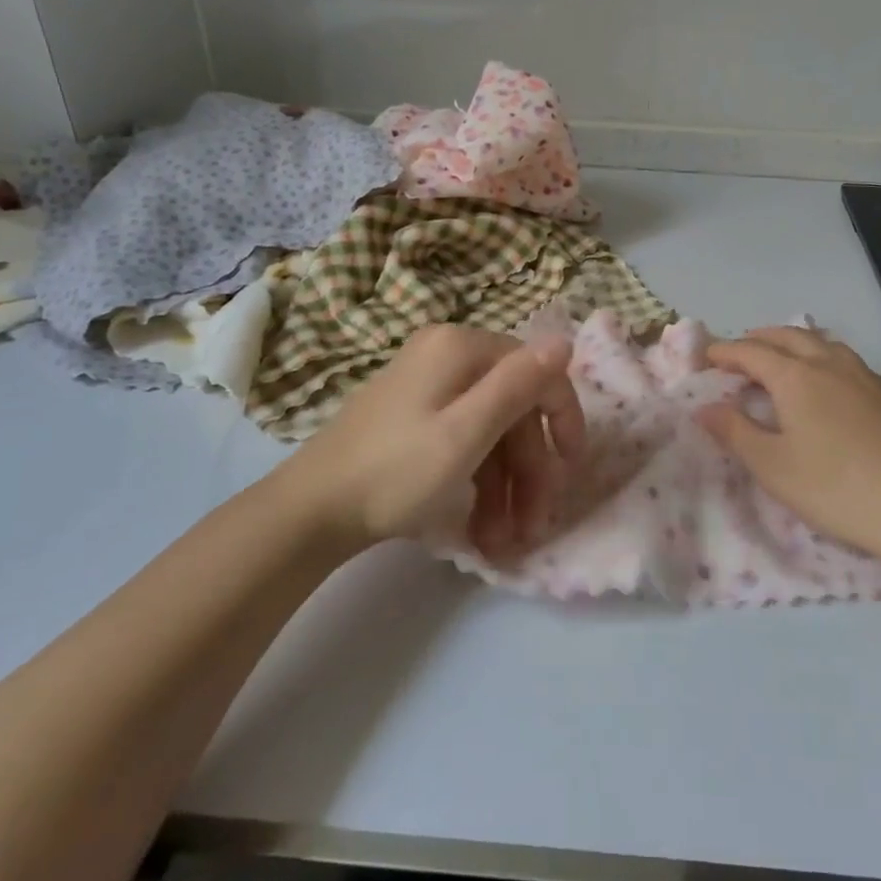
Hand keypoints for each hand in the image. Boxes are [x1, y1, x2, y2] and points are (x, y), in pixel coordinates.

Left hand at [277, 324, 584, 558]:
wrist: (308, 513)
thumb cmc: (394, 472)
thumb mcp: (466, 432)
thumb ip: (519, 384)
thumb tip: (565, 339)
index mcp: (461, 348)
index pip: (535, 372)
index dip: (562, 418)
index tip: (572, 469)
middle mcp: (447, 356)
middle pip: (512, 408)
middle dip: (528, 469)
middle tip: (534, 523)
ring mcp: (428, 388)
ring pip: (490, 432)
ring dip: (506, 487)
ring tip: (506, 541)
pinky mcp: (414, 418)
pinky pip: (464, 441)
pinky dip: (479, 482)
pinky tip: (483, 530)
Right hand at [699, 327, 880, 560]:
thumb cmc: (835, 488)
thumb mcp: (773, 467)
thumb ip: (735, 432)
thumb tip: (703, 407)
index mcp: (796, 378)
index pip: (752, 353)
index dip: (726, 352)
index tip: (707, 357)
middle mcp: (830, 365)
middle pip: (789, 337)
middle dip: (760, 339)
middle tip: (741, 349)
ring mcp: (866, 377)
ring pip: (823, 343)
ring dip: (795, 342)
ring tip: (784, 356)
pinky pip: (847, 360)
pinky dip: (824, 357)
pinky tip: (831, 382)